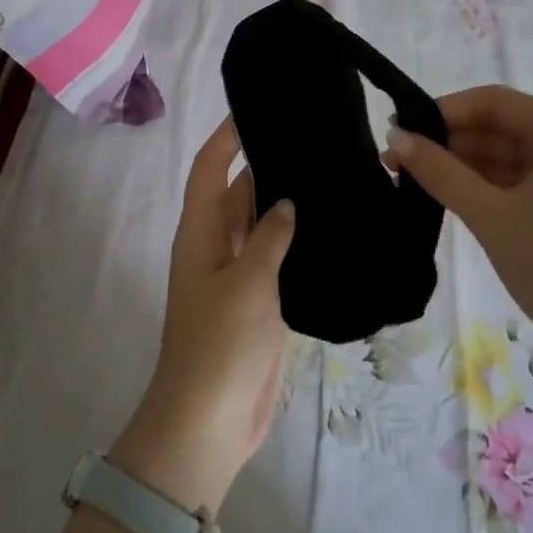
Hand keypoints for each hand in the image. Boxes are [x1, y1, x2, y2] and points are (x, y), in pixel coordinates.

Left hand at [113, 117, 294, 514]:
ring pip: (263, 225)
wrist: (210, 424)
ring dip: (286, 203)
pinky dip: (298, 241)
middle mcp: (217, 246)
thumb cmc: (219, 345)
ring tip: (330, 173)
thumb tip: (288, 201)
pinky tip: (332, 228)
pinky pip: (278, 258)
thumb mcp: (246, 282)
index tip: (256, 108)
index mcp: (200, 233)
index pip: (210, 169)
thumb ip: (269, 235)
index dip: (227, 137)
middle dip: (267, 164)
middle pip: (240, 192)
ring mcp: (239, 275)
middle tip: (312, 138)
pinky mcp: (260, 302)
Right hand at [387, 85, 532, 363]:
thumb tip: (395, 136)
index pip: (495, 102)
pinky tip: (445, 196)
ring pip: (506, 158)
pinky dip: (482, 187)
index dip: (445, 110)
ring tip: (410, 178)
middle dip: (449, 141)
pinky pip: (516, 184)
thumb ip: (440, 172)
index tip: (402, 127)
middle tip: (396, 158)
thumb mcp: (491, 215)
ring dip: (461, 166)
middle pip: (500, 128)